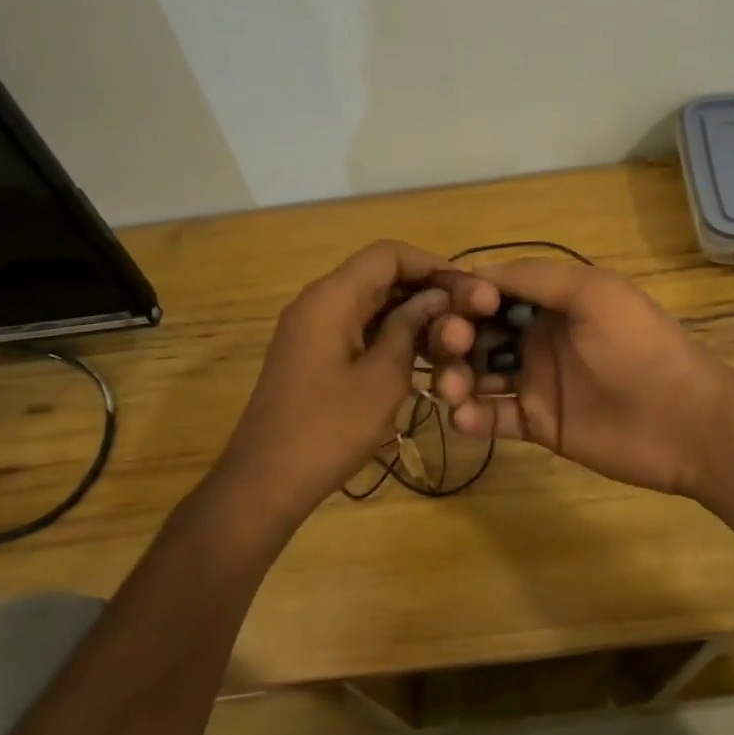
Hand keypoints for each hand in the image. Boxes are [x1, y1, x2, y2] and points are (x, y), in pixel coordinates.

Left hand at [215, 241, 496, 521]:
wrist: (266, 479)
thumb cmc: (329, 429)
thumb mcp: (383, 378)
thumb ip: (410, 329)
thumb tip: (435, 298)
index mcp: (332, 298)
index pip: (387, 254)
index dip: (431, 264)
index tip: (467, 288)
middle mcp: (318, 301)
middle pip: (377, 275)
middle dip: (422, 289)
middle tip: (465, 316)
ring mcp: (311, 327)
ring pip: (367, 301)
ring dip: (407, 312)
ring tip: (448, 336)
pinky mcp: (311, 352)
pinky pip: (355, 325)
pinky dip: (386, 331)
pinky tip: (418, 354)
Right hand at [427, 258, 733, 495]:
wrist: (685, 421)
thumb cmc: (638, 347)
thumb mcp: (592, 293)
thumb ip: (533, 277)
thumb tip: (472, 271)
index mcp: (549, 301)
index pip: (490, 292)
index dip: (463, 295)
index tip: (449, 306)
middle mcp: (536, 336)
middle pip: (476, 332)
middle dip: (452, 336)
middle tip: (453, 347)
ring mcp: (535, 381)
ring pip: (477, 374)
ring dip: (455, 376)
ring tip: (452, 390)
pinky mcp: (538, 423)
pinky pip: (494, 417)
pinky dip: (472, 417)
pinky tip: (465, 418)